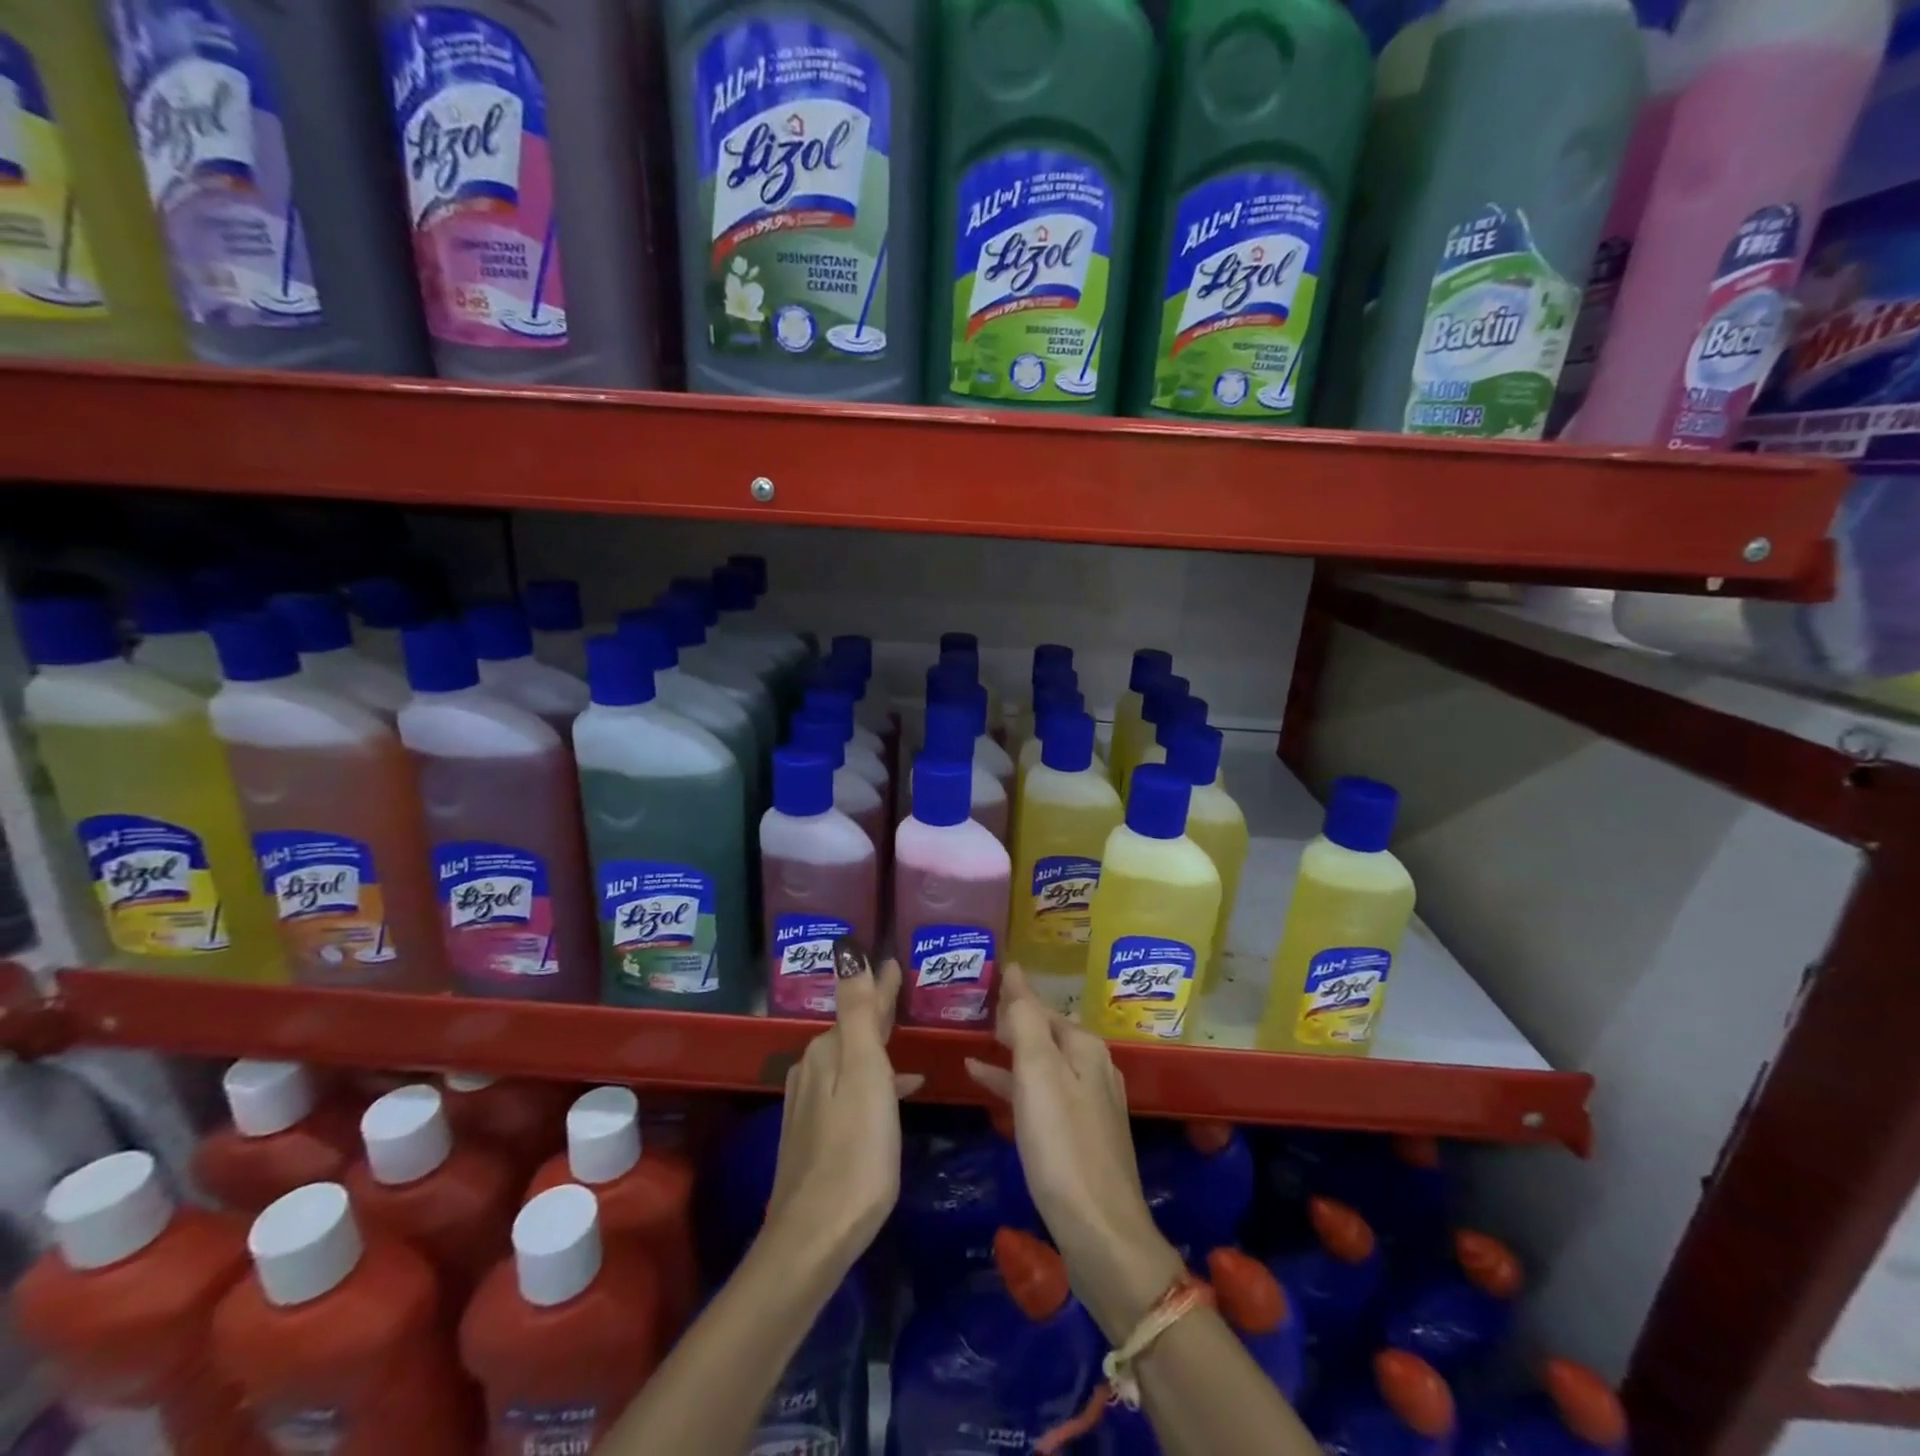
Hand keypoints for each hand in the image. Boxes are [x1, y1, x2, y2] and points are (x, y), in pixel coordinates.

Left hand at [765, 948, 923, 1264]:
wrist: (815, 1236)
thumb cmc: (856, 1151)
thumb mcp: (865, 1073)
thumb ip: (859, 1012)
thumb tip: (847, 950)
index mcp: (827, 1052)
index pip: (860, 1006)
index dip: (880, 985)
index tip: (895, 962)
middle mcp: (812, 1070)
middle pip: (853, 1030)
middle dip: (877, 1009)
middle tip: (901, 989)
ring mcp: (810, 1104)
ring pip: (851, 1059)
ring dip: (877, 1044)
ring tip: (905, 1036)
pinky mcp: (815, 1133)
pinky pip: (850, 1087)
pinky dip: (874, 1079)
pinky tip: (897, 1092)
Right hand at [965, 964, 1184, 1339]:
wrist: (1102, 1234)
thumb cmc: (1063, 1147)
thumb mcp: (1038, 1074)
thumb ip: (1025, 1021)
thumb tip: (1016, 971)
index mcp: (1084, 1047)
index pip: (1041, 1007)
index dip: (1013, 995)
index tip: (985, 980)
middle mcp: (1093, 1068)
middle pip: (1045, 1032)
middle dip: (1012, 1021)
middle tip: (974, 1009)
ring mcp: (1089, 1104)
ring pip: (1043, 1064)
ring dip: (1011, 1053)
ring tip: (973, 1044)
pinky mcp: (1080, 1137)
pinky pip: (1042, 1095)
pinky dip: (1015, 1086)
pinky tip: (987, 1087)